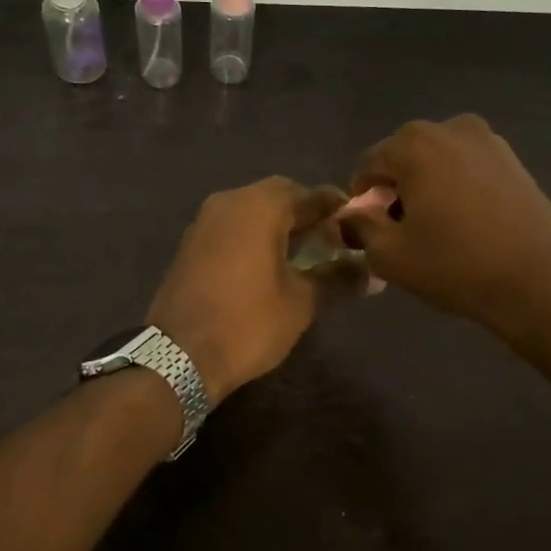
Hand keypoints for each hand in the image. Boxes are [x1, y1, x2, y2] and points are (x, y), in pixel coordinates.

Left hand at [148, 178, 355, 400]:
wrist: (178, 356)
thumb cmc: (248, 323)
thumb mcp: (302, 302)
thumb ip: (338, 277)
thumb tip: (372, 271)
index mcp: (260, 206)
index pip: (310, 193)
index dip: (338, 208)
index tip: (359, 227)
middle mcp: (229, 202)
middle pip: (279, 195)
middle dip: (308, 214)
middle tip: (332, 241)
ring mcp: (205, 221)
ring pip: (253, 209)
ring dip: (281, 225)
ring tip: (306, 255)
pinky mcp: (192, 243)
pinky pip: (233, 226)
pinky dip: (256, 236)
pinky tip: (271, 264)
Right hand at [339, 115, 550, 337]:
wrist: (540, 279)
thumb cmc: (456, 264)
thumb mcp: (390, 255)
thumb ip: (360, 228)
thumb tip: (351, 215)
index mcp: (413, 143)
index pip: (368, 165)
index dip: (362, 200)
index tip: (370, 232)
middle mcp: (450, 128)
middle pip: (404, 157)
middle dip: (396, 190)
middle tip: (403, 231)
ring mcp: (489, 140)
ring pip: (438, 162)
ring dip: (428, 188)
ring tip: (437, 229)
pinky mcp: (515, 160)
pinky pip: (469, 169)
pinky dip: (458, 189)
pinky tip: (468, 224)